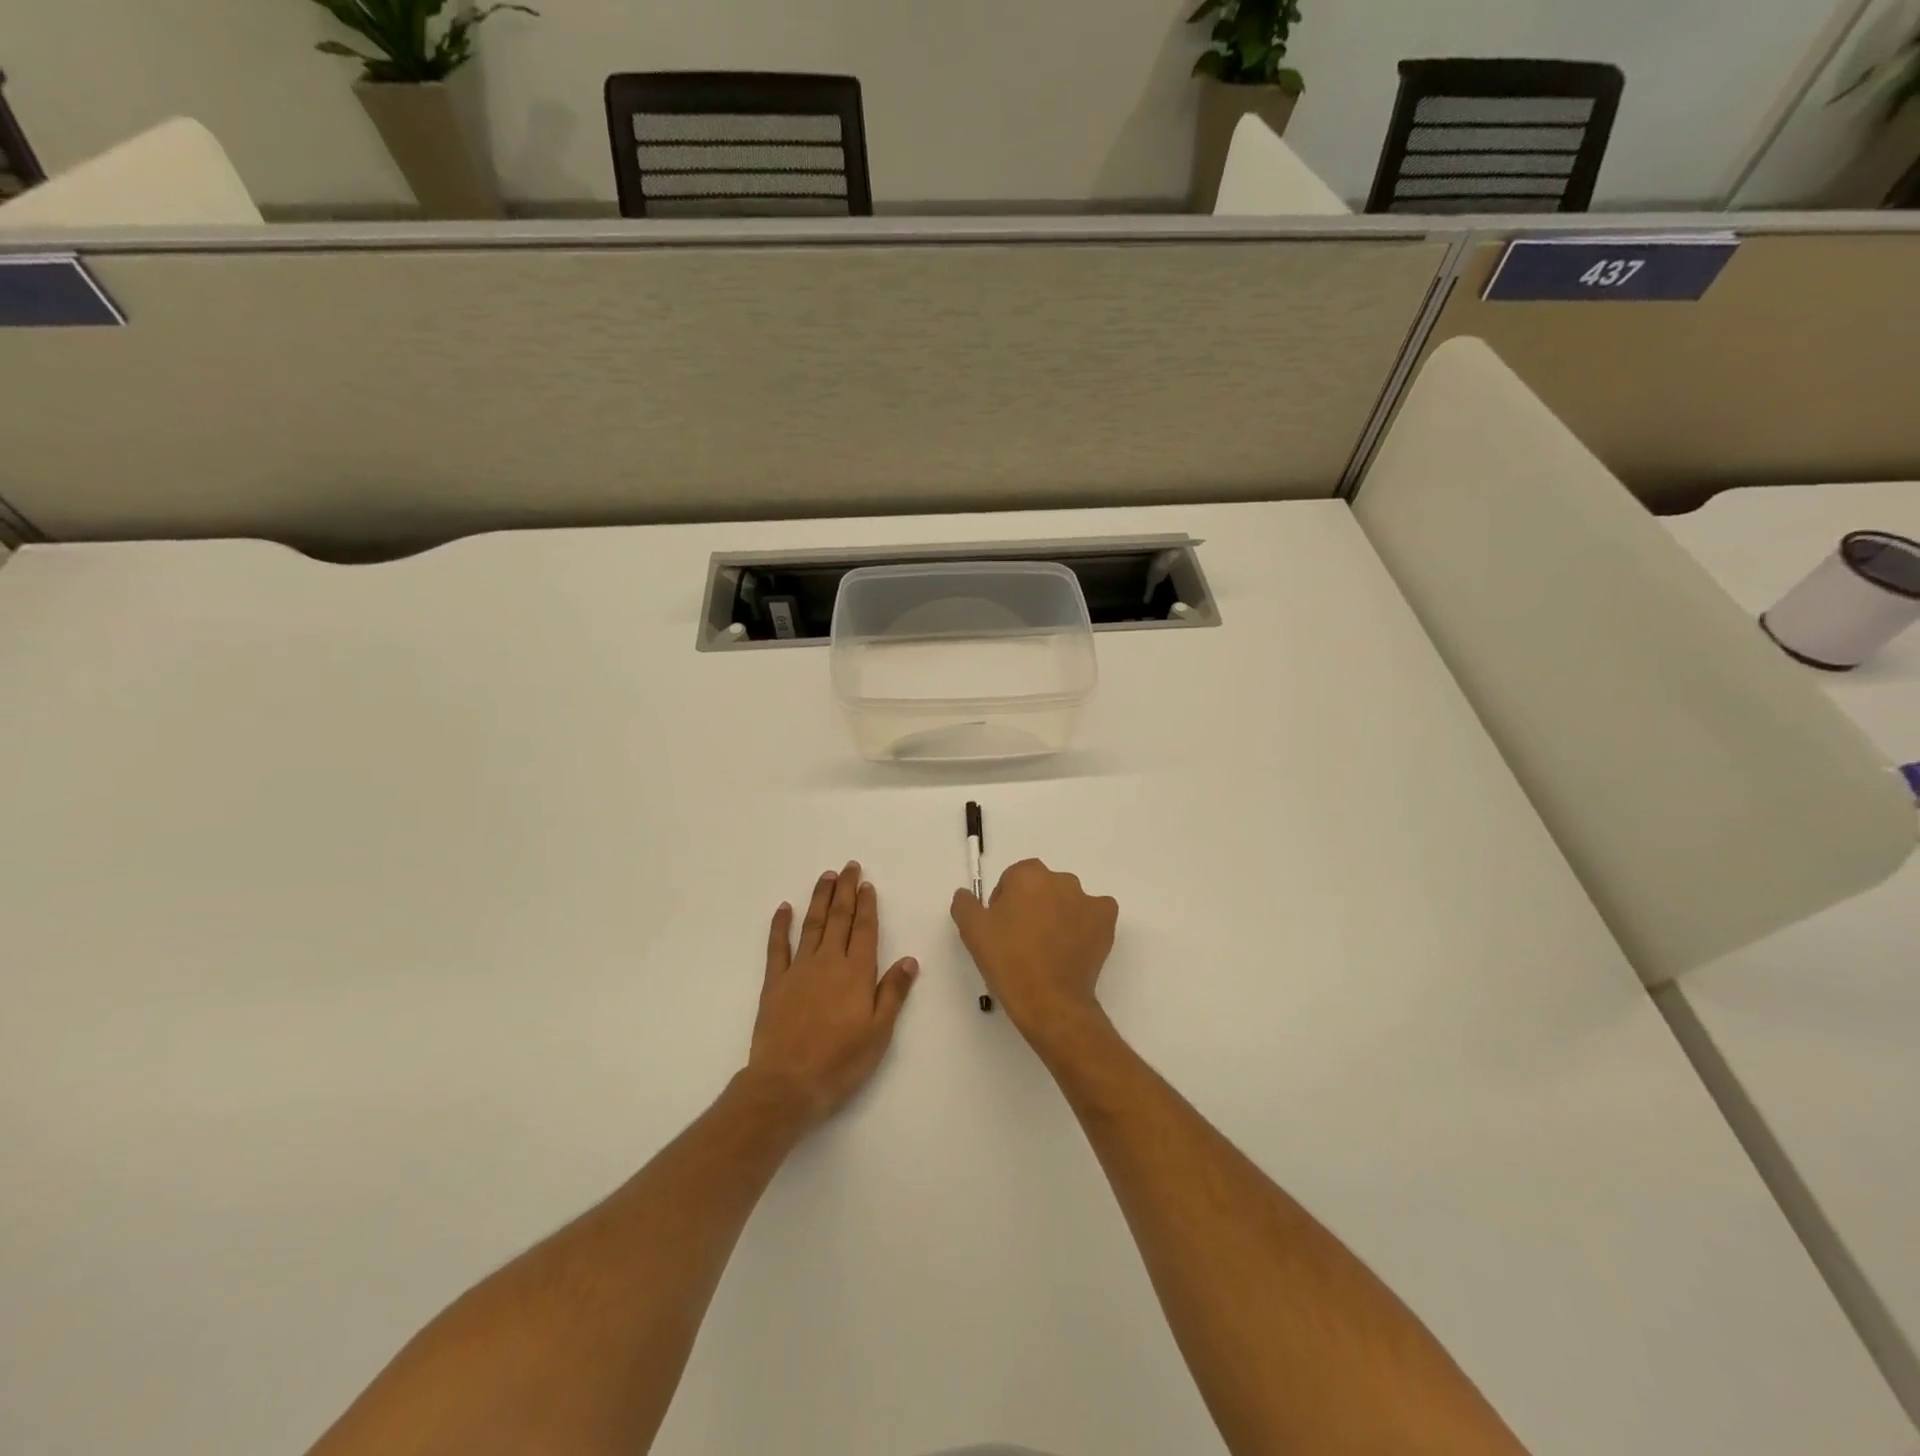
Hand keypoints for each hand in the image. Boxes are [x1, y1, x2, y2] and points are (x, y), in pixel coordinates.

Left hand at [747, 862, 918, 1129]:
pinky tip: (784, 908)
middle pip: (839, 918)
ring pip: (811, 924)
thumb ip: (893, 993)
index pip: (865, 930)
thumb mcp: (879, 1033)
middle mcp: (829, 962)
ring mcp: (799, 969)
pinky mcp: (775, 983)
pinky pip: (777, 946)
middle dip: (845, 891)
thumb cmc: (840, 1062)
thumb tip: (910, 959)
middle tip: (848, 867)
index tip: (867, 884)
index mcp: (857, 973)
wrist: (787, 1084)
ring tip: (826, 877)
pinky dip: (780, 925)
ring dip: (819, 898)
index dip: (867, 906)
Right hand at [951, 859, 1117, 1047]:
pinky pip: (1094, 912)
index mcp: (1028, 875)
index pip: (1013, 879)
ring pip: (1067, 899)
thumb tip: (966, 894)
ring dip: (1058, 913)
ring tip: (1049, 947)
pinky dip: (1085, 923)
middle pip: (1041, 886)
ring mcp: (1087, 898)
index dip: (1005, 902)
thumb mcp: (972, 931)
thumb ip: (965, 904)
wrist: (1049, 1000)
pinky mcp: (1106, 919)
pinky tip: (1074, 945)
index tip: (1002, 928)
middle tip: (1023, 939)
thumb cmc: (1008, 961)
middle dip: (1032, 905)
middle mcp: (1061, 879)